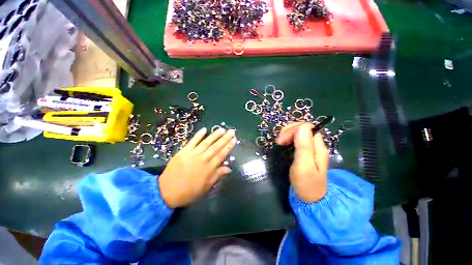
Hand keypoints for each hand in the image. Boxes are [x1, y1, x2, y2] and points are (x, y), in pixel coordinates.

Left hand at [159, 127, 236, 207]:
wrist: (166, 192)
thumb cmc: (189, 192)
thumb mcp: (205, 188)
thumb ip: (217, 176)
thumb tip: (229, 168)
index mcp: (208, 168)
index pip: (221, 155)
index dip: (228, 146)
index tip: (234, 139)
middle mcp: (202, 159)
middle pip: (216, 147)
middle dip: (225, 138)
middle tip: (232, 131)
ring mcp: (192, 154)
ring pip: (206, 143)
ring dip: (214, 135)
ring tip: (222, 129)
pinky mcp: (183, 152)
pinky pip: (192, 142)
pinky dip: (198, 135)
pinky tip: (204, 129)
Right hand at [276, 123, 328, 202]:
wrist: (311, 200)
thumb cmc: (306, 184)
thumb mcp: (304, 166)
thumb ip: (304, 146)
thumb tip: (302, 127)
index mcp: (318, 147)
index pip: (306, 128)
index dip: (292, 130)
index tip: (281, 141)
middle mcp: (316, 145)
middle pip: (303, 129)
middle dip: (289, 131)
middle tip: (278, 142)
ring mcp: (311, 149)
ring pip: (299, 134)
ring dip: (288, 135)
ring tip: (280, 143)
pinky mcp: (305, 153)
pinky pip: (297, 140)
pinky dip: (288, 140)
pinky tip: (284, 145)